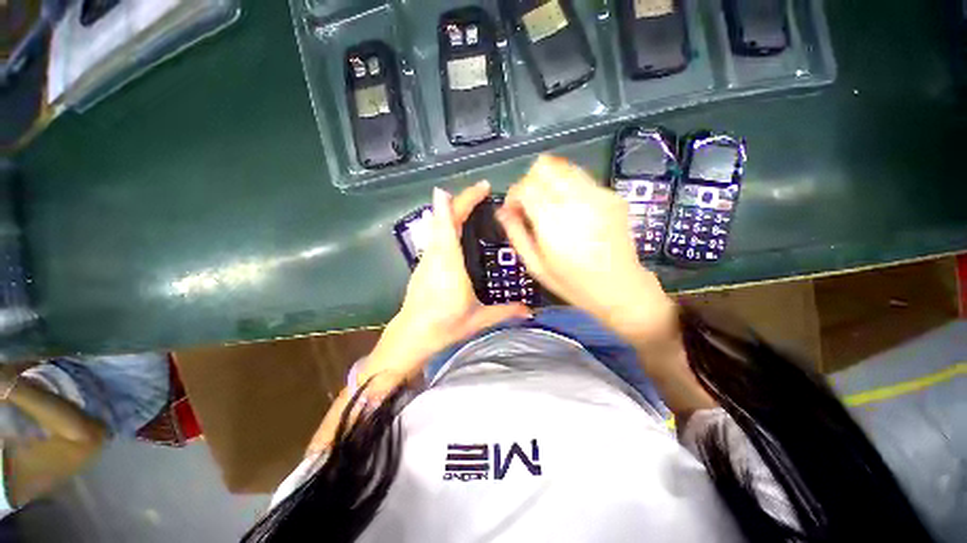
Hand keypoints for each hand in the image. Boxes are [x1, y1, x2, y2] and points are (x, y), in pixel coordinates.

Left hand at [360, 181, 531, 386]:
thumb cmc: (444, 326)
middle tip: (483, 190)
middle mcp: (436, 255)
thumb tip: (530, 311)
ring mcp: (427, 258)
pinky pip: (435, 234)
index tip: (481, 187)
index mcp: (449, 264)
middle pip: (445, 217)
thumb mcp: (478, 319)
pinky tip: (457, 224)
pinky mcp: (424, 263)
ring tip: (474, 203)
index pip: (452, 224)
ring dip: (453, 208)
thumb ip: (505, 312)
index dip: (464, 201)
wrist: (411, 335)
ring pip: (438, 224)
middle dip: (463, 199)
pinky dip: (446, 220)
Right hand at [497, 155, 676, 345]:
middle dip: (530, 182)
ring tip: (549, 205)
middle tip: (530, 205)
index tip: (513, 210)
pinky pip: (581, 178)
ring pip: (563, 166)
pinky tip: (571, 209)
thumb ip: (516, 234)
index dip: (513, 194)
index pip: (525, 186)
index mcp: (553, 222)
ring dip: (549, 181)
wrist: (621, 288)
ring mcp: (598, 195)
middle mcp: (576, 201)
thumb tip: (502, 211)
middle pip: (543, 167)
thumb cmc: (572, 283)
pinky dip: (568, 187)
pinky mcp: (612, 195)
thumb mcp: (536, 266)